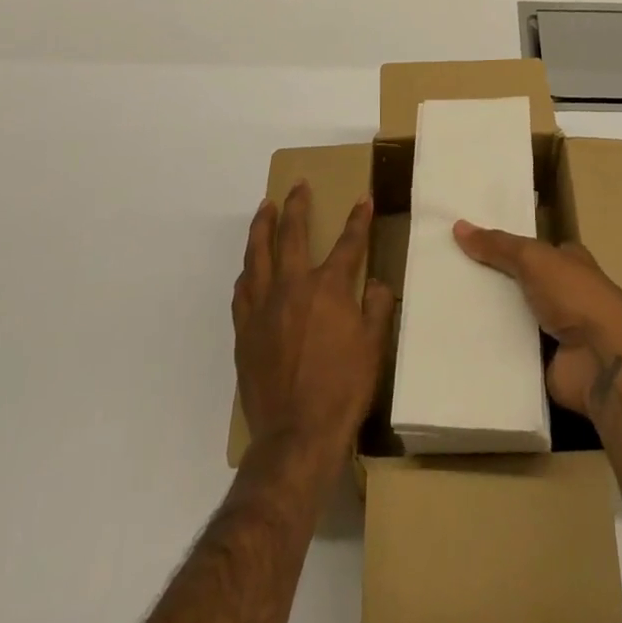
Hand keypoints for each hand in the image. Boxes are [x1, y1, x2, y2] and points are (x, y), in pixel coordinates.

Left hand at [234, 182, 395, 470]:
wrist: (296, 436)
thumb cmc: (343, 390)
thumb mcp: (374, 346)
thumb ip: (379, 307)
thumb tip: (377, 283)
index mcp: (328, 288)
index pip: (348, 243)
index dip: (358, 219)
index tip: (363, 199)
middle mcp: (292, 287)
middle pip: (292, 234)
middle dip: (298, 205)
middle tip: (298, 186)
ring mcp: (263, 307)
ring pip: (258, 254)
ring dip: (263, 226)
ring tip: (265, 208)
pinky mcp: (244, 331)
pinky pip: (242, 290)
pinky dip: (248, 270)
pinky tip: (249, 267)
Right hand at [453, 221, 621, 417]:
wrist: (602, 360)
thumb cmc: (575, 296)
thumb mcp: (533, 258)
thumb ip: (498, 245)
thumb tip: (458, 226)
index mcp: (568, 261)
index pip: (530, 248)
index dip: (502, 245)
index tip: (466, 243)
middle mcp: (563, 293)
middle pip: (518, 282)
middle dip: (489, 280)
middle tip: (447, 274)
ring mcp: (554, 331)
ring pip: (512, 316)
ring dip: (487, 315)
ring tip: (442, 306)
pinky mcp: (543, 363)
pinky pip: (509, 351)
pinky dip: (490, 347)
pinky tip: (457, 340)